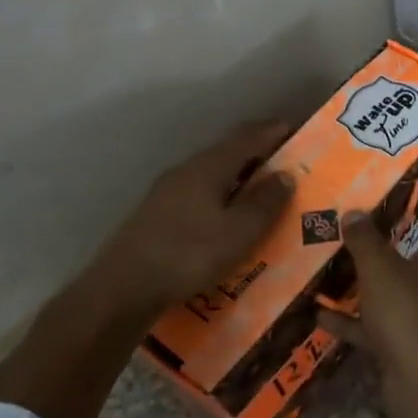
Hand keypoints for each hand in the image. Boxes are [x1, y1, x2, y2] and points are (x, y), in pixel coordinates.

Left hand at [85, 120, 294, 316]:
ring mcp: (166, 192)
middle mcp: (186, 170)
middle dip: (257, 154)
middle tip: (285, 163)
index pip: (246, 137)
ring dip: (238, 177)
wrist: (122, 288)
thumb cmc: (190, 254)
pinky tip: (226, 216)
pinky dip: (221, 195)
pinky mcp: (156, 214)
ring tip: (260, 191)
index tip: (295, 129)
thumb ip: (266, 201)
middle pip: (227, 152)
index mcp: (209, 166)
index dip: (272, 131)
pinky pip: (199, 193)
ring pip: (211, 173)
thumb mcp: (240, 231)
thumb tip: (285, 174)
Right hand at [324, 202, 417, 384]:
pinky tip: (320, 317)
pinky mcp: (407, 349)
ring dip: (366, 287)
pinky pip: (377, 329)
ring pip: (393, 296)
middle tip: (358, 234)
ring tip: (333, 272)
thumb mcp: (381, 269)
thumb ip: (366, 240)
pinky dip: (353, 323)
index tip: (408, 199)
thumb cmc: (410, 313)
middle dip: (390, 248)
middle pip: (416, 261)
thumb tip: (355, 212)